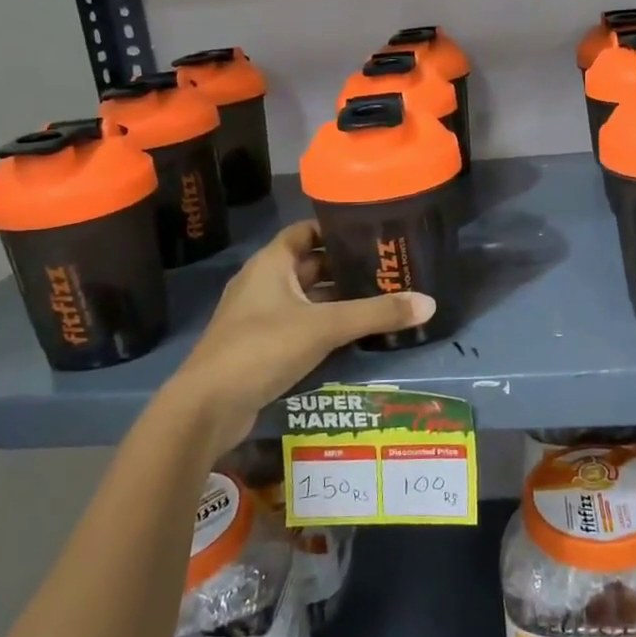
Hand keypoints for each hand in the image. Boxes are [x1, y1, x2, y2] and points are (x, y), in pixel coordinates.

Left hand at [167, 220, 434, 448]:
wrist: (206, 407)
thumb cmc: (263, 348)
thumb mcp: (325, 326)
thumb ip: (376, 313)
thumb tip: (429, 302)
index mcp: (271, 263)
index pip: (305, 231)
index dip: (334, 228)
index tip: (369, 232)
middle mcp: (262, 282)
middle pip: (307, 264)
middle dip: (343, 266)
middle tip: (383, 268)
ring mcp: (257, 316)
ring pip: (303, 297)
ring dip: (334, 298)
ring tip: (376, 299)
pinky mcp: (257, 346)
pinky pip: (296, 324)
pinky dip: (321, 324)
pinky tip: (350, 335)